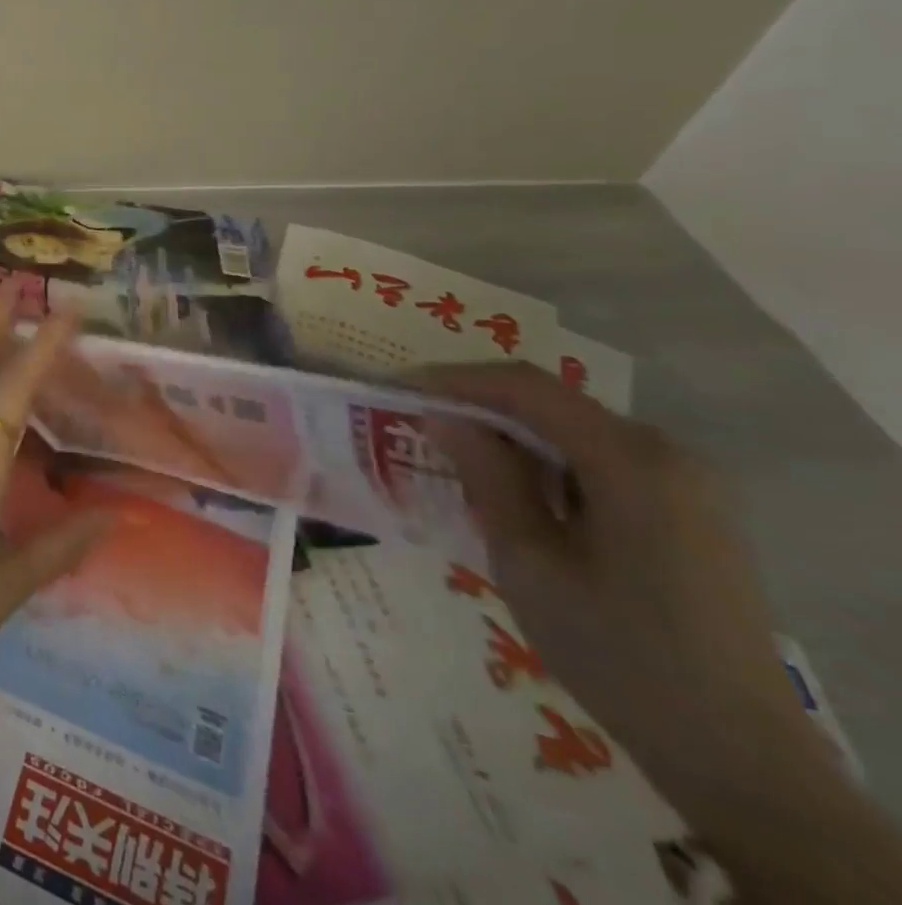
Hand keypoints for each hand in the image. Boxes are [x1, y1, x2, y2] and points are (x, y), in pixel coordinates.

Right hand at [417, 364, 818, 806]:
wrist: (738, 756)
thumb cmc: (618, 653)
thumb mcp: (529, 561)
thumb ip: (486, 476)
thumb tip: (441, 415)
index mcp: (632, 459)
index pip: (525, 387)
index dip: (454, 379)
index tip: (397, 389)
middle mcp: (666, 452)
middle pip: (551, 402)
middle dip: (477, 404)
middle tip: (415, 423)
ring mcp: (685, 481)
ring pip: (571, 429)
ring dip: (508, 434)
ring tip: (451, 455)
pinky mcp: (687, 508)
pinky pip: (597, 458)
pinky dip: (543, 460)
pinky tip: (511, 490)